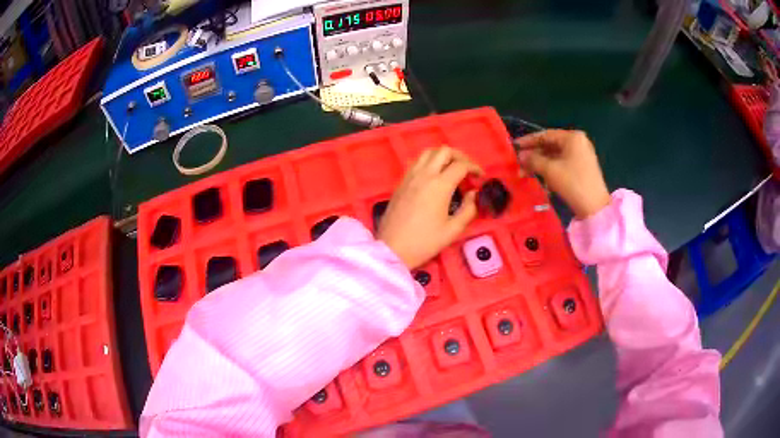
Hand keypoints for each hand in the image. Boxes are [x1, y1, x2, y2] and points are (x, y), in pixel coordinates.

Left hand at [378, 147, 483, 268]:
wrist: (392, 249)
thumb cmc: (424, 242)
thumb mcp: (453, 230)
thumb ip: (469, 209)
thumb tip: (473, 194)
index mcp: (439, 185)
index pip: (461, 165)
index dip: (475, 168)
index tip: (481, 178)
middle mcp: (424, 174)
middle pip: (445, 151)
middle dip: (460, 157)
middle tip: (468, 171)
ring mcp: (410, 176)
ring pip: (429, 152)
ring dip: (444, 156)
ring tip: (452, 170)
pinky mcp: (401, 182)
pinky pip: (418, 162)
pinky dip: (430, 162)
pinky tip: (435, 177)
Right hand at [515, 130, 610, 218]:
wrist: (594, 207)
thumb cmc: (572, 183)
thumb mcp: (549, 170)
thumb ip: (533, 160)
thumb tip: (520, 156)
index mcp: (572, 137)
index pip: (545, 135)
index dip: (528, 141)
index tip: (514, 146)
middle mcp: (578, 142)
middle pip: (550, 145)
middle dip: (534, 155)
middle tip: (518, 163)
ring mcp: (582, 155)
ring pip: (555, 156)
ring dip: (540, 163)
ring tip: (525, 173)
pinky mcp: (582, 168)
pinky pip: (562, 163)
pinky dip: (550, 168)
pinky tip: (540, 177)